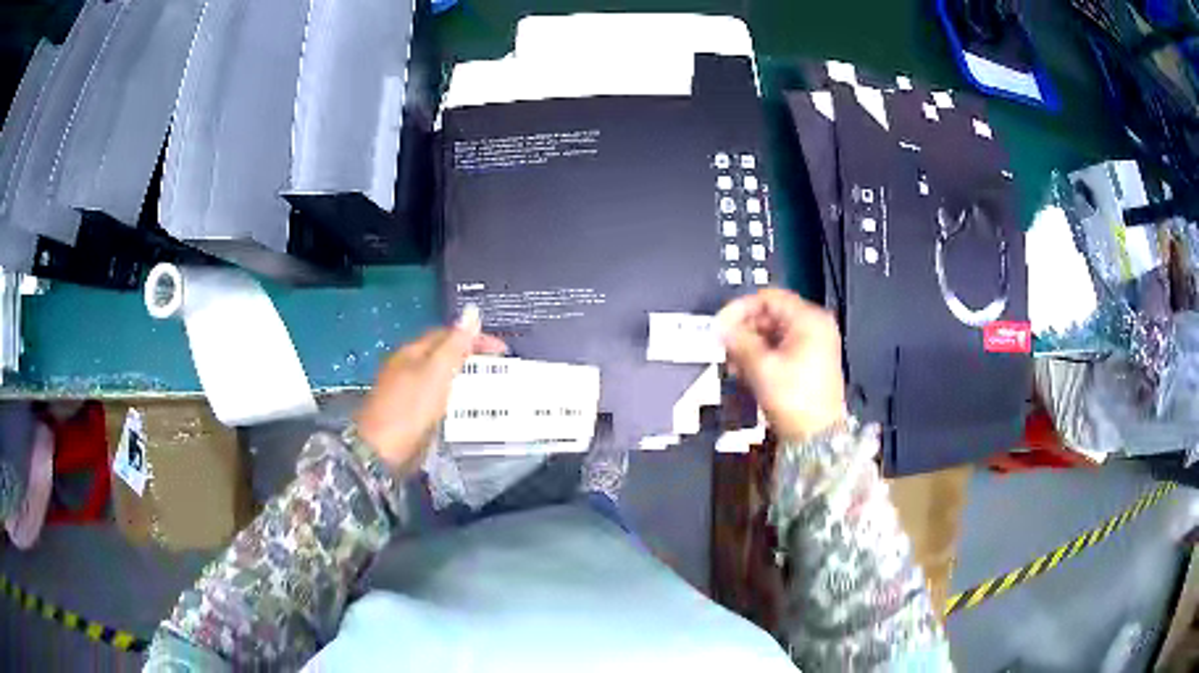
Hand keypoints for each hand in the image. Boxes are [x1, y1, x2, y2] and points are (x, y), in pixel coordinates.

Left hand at [356, 308, 506, 472]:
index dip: (475, 337)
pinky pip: (436, 397)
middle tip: (496, 369)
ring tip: (485, 388)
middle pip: (441, 354)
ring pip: (439, 377)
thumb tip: (471, 311)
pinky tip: (462, 409)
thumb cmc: (410, 409)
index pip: (447, 334)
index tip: (503, 351)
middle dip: (469, 357)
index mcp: (411, 352)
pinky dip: (453, 397)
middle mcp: (405, 367)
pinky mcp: (407, 414)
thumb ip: (456, 344)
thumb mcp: (437, 372)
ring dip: (462, 378)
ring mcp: (404, 391)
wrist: (381, 452)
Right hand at [717, 289, 845, 442]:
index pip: (768, 298)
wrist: (816, 437)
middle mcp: (815, 327)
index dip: (740, 309)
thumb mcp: (762, 367)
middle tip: (725, 345)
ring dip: (750, 345)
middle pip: (770, 315)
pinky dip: (761, 356)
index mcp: (810, 320)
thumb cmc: (800, 403)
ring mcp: (814, 345)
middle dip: (744, 330)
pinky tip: (746, 370)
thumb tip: (722, 328)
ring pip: (773, 333)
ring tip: (733, 362)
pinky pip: (780, 348)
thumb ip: (739, 342)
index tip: (722, 323)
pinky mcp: (809, 362)